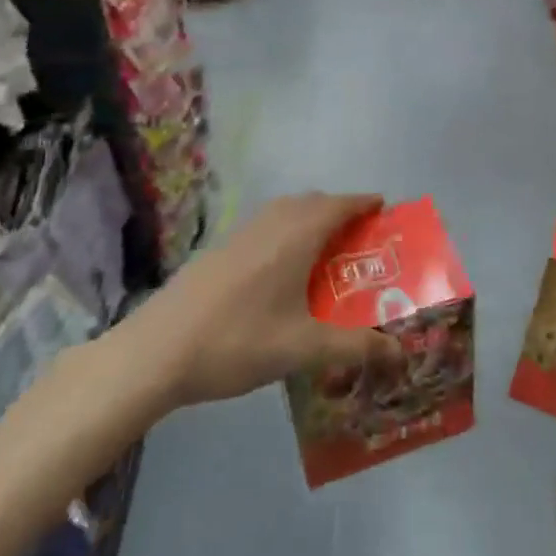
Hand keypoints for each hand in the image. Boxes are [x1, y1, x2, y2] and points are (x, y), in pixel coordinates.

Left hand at [139, 193, 400, 406]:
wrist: (155, 352)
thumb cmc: (238, 341)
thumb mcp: (303, 349)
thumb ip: (354, 347)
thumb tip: (400, 352)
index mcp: (296, 236)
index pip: (339, 205)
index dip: (363, 203)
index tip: (383, 208)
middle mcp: (271, 224)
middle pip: (312, 202)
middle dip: (338, 211)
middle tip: (358, 238)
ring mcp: (240, 235)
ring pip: (284, 212)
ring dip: (309, 219)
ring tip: (323, 252)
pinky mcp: (219, 250)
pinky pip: (264, 226)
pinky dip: (284, 232)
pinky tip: (279, 271)